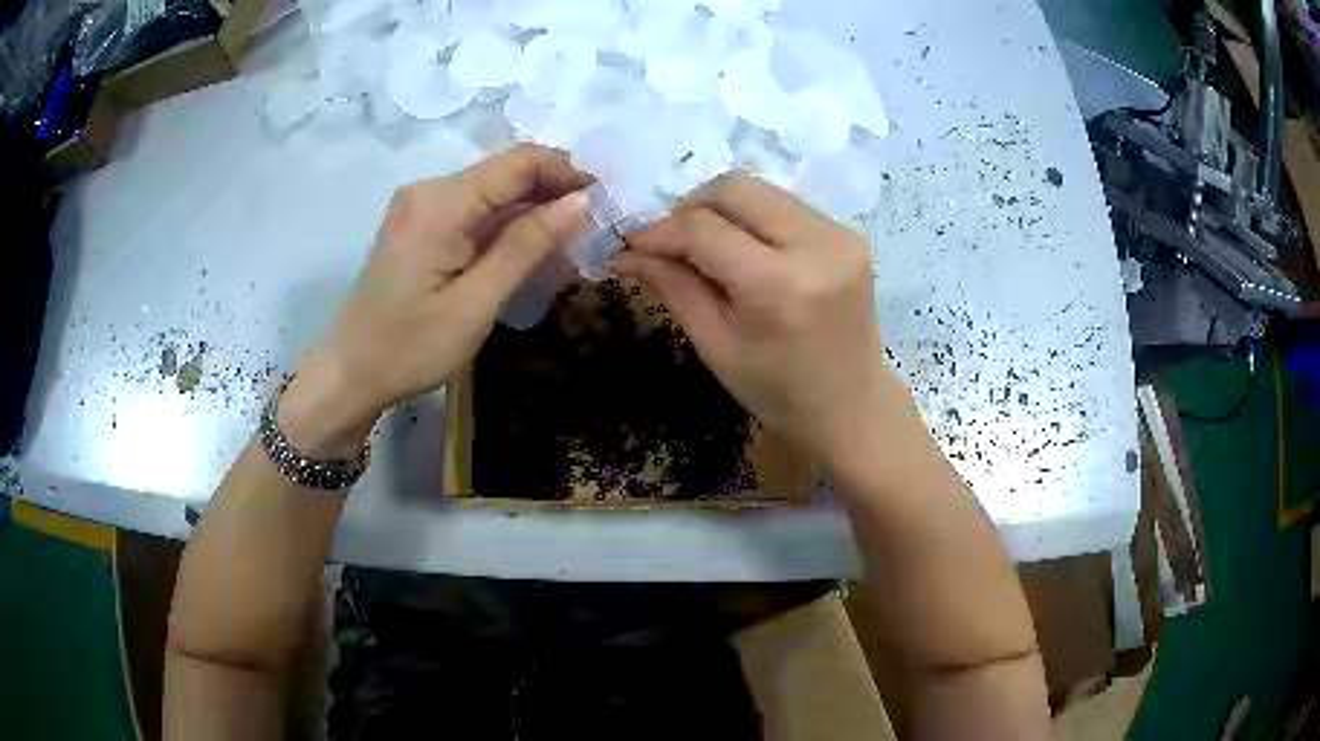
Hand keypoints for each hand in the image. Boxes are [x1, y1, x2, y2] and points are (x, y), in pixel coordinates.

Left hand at [279, 144, 591, 456]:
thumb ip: (526, 247)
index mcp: (439, 204)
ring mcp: (421, 206)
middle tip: (593, 230)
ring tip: (569, 246)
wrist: (351, 373)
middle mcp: (428, 190)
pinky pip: (474, 211)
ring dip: (533, 212)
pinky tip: (529, 251)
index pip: (518, 162)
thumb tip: (580, 203)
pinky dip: (506, 226)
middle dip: (553, 193)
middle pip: (506, 172)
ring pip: (493, 191)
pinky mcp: (420, 224)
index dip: (567, 172)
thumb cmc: (409, 349)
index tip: (605, 202)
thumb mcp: (474, 304)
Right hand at [615, 171, 901, 466]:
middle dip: (690, 207)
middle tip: (668, 240)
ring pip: (760, 190)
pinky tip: (740, 248)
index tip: (632, 243)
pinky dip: (752, 218)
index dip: (661, 231)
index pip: (705, 230)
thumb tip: (626, 253)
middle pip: (736, 189)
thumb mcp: (716, 346)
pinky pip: (784, 205)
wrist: (852, 406)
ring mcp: (840, 235)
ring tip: (701, 244)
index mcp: (779, 286)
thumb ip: (674, 288)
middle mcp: (817, 245)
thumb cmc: (778, 391)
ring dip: (721, 209)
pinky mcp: (848, 234)